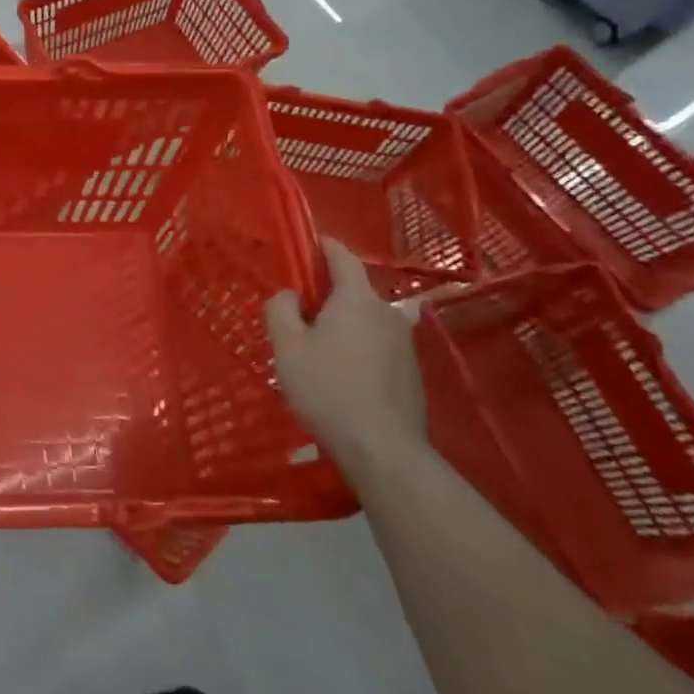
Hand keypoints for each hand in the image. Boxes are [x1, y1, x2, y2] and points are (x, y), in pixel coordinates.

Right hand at [266, 239, 426, 477]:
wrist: (383, 449)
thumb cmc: (328, 389)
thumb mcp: (287, 347)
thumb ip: (281, 310)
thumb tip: (290, 296)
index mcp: (357, 300)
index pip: (343, 258)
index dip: (325, 247)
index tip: (310, 244)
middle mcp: (387, 314)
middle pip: (355, 291)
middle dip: (329, 293)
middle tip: (300, 309)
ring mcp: (405, 345)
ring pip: (367, 320)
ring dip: (344, 324)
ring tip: (318, 347)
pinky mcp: (411, 373)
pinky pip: (378, 345)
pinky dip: (358, 347)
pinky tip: (341, 374)